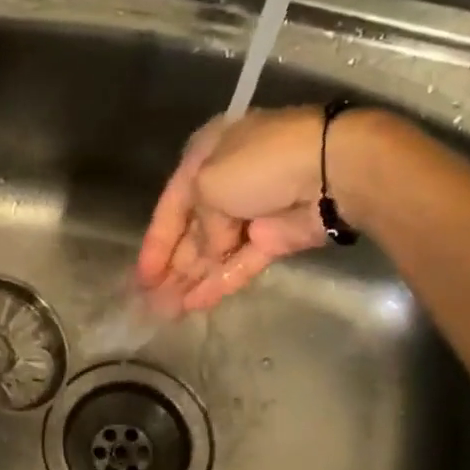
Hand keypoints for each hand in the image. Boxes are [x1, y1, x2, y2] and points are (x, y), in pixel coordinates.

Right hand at [136, 107, 332, 313]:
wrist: (328, 171)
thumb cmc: (257, 165)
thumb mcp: (207, 184)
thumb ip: (199, 226)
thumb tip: (210, 250)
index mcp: (205, 158)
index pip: (170, 207)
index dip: (155, 244)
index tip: (142, 278)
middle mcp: (225, 183)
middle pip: (191, 233)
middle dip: (171, 267)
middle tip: (150, 300)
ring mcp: (252, 214)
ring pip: (214, 253)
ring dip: (191, 280)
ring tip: (167, 311)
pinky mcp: (275, 239)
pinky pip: (239, 263)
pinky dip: (218, 282)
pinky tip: (194, 305)